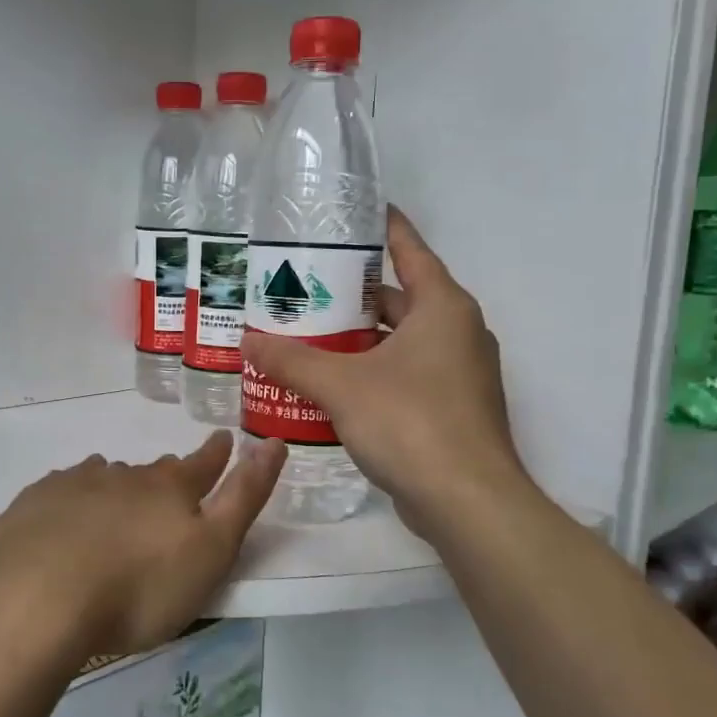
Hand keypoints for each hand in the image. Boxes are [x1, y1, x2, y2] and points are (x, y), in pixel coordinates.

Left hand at [0, 432, 284, 656]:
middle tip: (169, 485)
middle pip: (151, 471)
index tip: (223, 438)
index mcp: (168, 489)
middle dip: (165, 475)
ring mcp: (73, 486)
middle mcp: (122, 476)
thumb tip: (274, 443)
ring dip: (116, 486)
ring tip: (116, 504)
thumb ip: (244, 498)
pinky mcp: (32, 506)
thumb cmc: (138, 588)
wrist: (35, 600)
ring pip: (104, 476)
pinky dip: (71, 501)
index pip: (202, 464)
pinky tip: (64, 518)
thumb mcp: (210, 551)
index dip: (217, 453)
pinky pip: (60, 493)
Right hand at [240, 207, 531, 540]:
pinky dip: (374, 370)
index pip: (411, 250)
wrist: (468, 502)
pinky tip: (333, 383)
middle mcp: (458, 332)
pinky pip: (407, 374)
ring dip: (361, 337)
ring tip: (310, 333)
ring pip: (402, 340)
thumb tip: (248, 341)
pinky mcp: (453, 409)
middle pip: (401, 297)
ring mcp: (460, 374)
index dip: (384, 228)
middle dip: (355, 292)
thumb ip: (293, 361)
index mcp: (443, 308)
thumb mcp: (342, 386)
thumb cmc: (410, 423)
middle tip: (307, 284)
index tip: (356, 213)